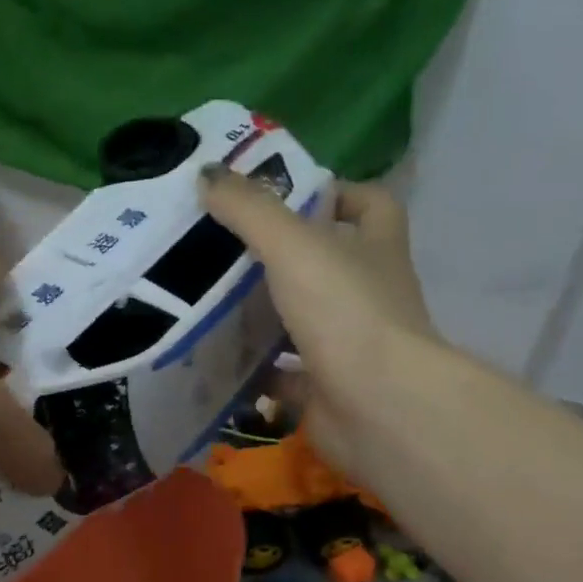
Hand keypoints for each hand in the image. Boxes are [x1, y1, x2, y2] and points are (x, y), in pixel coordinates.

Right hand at [201, 164, 437, 472]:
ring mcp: (349, 345)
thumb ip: (249, 209)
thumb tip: (206, 175)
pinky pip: (284, 376)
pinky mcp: (327, 390)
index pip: (369, 204)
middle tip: (222, 249)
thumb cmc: (345, 311)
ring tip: (207, 303)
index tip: (284, 196)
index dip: (334, 193)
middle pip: (325, 265)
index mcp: (375, 248)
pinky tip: (216, 361)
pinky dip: (255, 371)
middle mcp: (368, 294)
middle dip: (279, 258)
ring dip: (262, 317)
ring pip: (301, 322)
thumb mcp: (293, 245)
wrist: (376, 406)